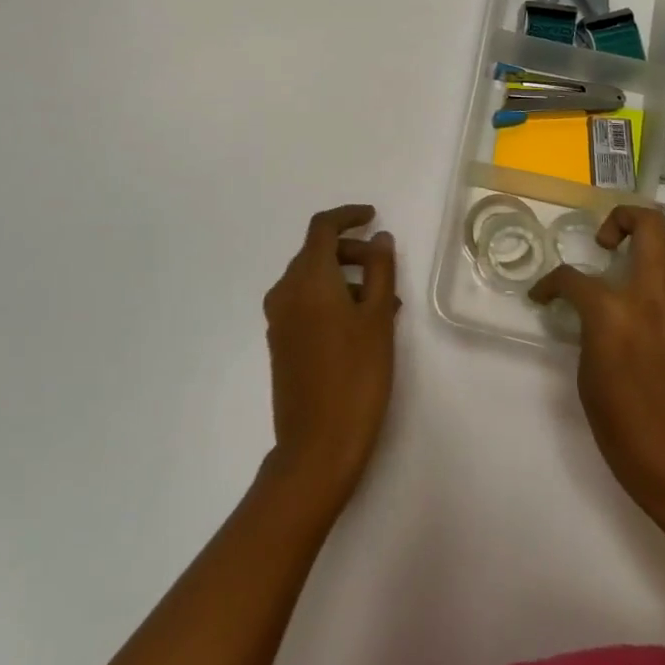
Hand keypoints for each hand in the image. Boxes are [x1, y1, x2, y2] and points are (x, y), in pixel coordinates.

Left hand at [262, 205, 398, 506]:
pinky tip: (361, 326)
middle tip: (385, 269)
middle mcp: (285, 291)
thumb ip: (379, 269)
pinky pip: (306, 303)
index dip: (348, 216)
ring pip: (312, 279)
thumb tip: (378, 237)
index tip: (373, 216)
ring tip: (383, 305)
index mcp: (307, 278)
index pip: (322, 227)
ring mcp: (279, 319)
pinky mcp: (280, 343)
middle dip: (352, 251)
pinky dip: (331, 300)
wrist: (316, 447)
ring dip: (345, 279)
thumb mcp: (377, 318)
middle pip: (316, 252)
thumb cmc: (356, 376)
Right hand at [530, 207, 664, 520]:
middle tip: (608, 240)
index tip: (543, 295)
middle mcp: (650, 297)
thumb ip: (590, 329)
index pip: (571, 278)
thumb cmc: (619, 425)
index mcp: (610, 312)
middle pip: (649, 227)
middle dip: (624, 218)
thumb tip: (593, 313)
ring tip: (647, 260)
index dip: (550, 284)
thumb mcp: (586, 371)